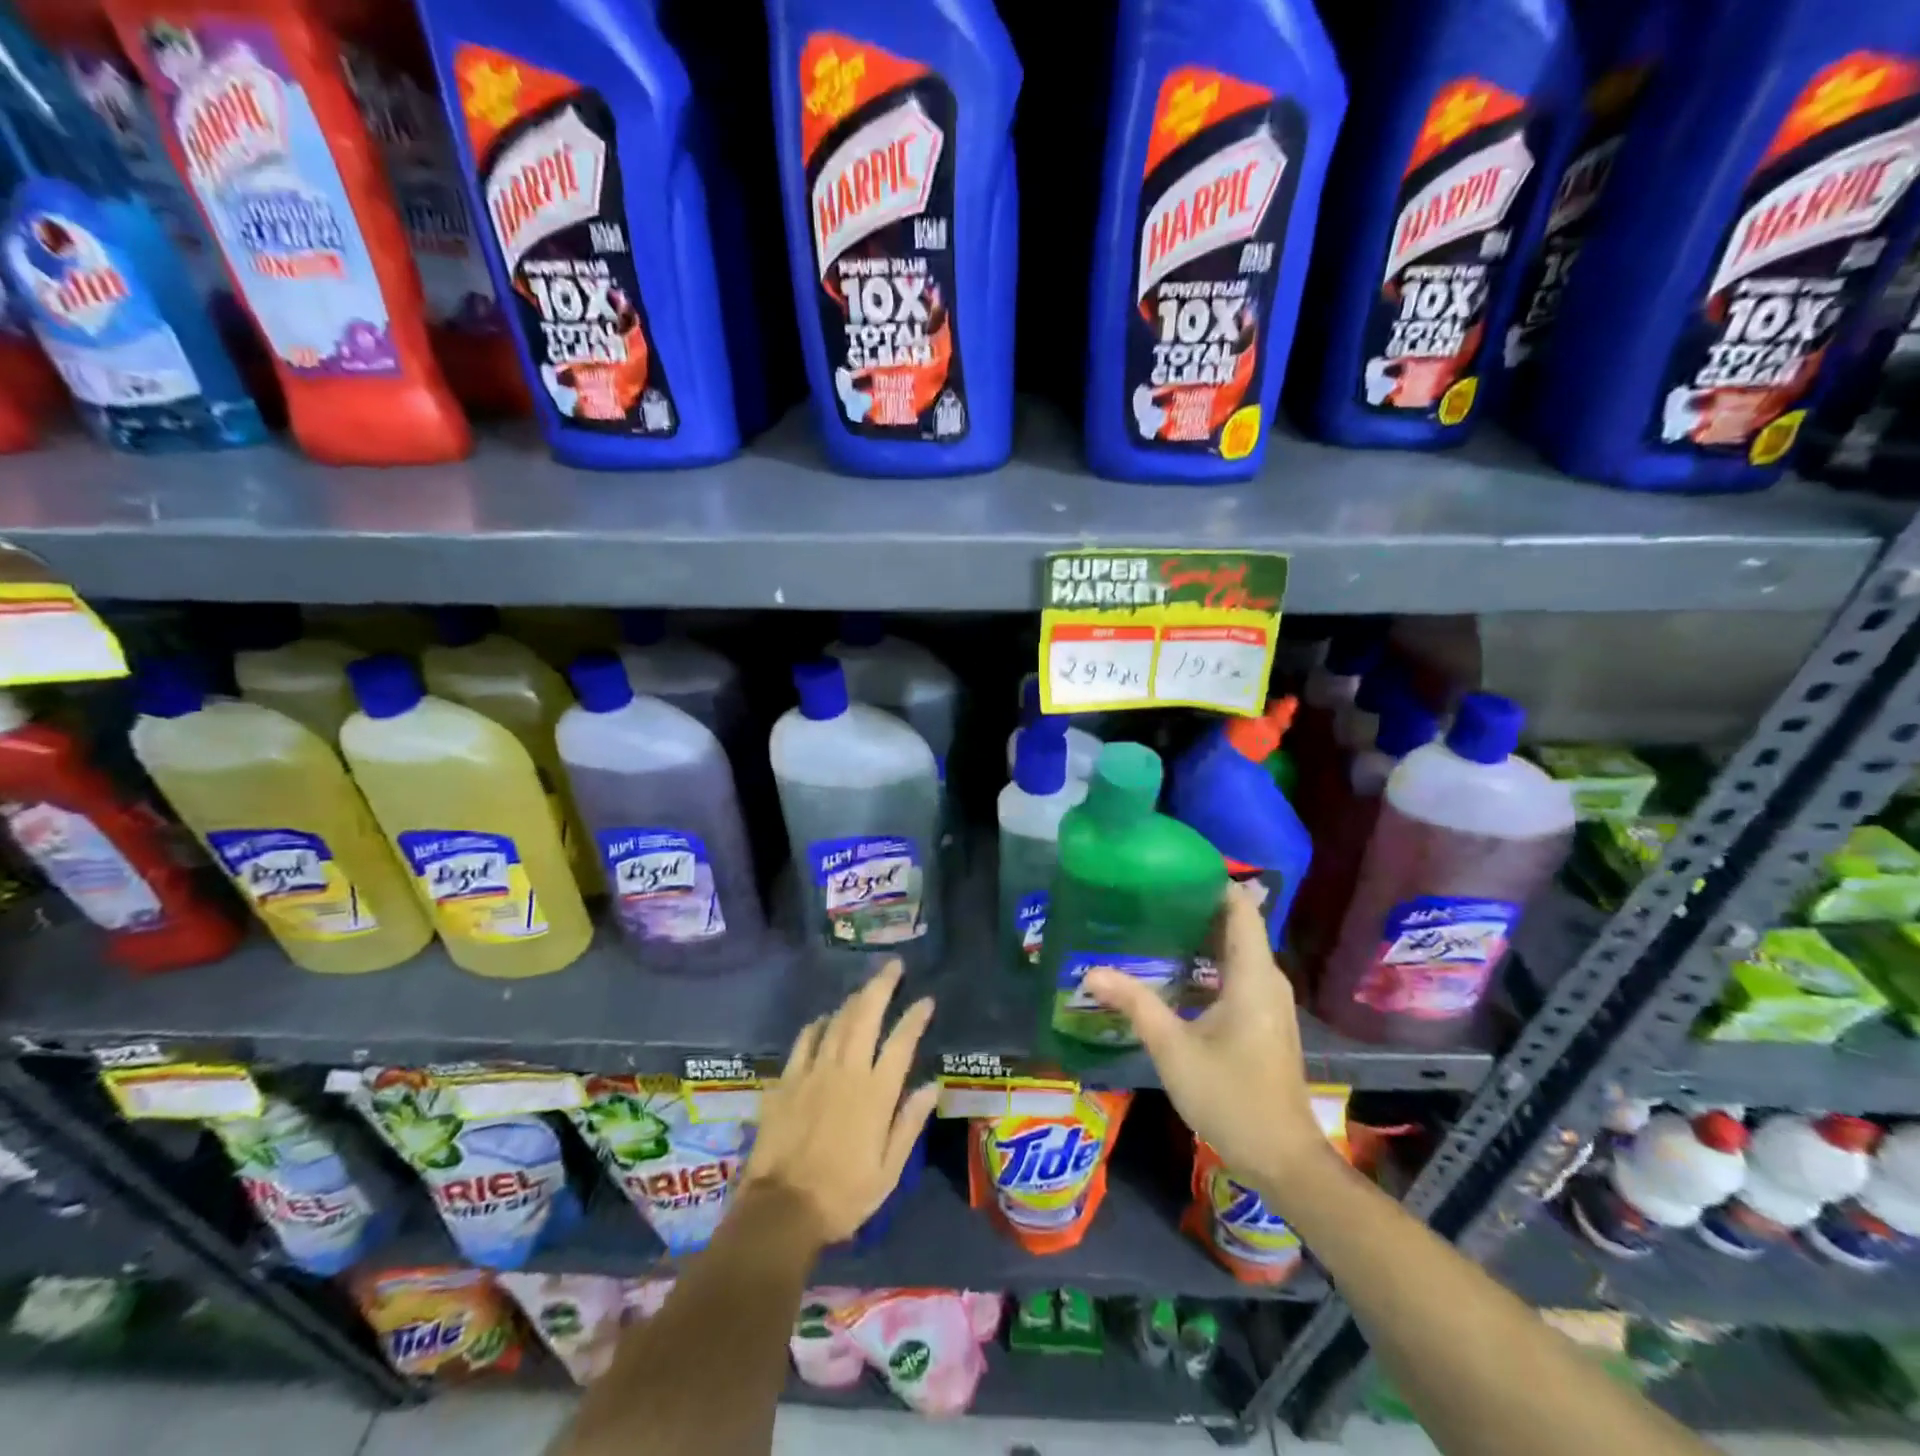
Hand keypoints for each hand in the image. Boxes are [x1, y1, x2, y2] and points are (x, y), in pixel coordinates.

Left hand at [741, 960, 938, 1246]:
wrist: (781, 1210)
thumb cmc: (843, 1196)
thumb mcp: (888, 1171)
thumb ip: (909, 1123)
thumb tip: (932, 1085)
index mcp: (876, 1093)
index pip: (901, 1042)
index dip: (915, 1017)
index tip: (926, 1000)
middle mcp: (847, 1071)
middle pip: (866, 1014)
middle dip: (882, 985)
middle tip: (894, 965)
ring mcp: (814, 1071)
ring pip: (837, 1021)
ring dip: (854, 999)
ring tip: (866, 987)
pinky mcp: (787, 1079)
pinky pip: (805, 1039)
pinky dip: (819, 1024)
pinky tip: (825, 1019)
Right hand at [1083, 884, 1328, 1188]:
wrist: (1283, 1158)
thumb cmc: (1231, 1096)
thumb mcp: (1174, 1048)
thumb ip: (1135, 1004)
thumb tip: (1091, 971)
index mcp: (1253, 976)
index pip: (1241, 907)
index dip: (1212, 882)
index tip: (1171, 868)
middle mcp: (1267, 980)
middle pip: (1236, 925)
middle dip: (1196, 906)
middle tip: (1148, 895)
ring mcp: (1268, 1001)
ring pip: (1235, 951)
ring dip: (1199, 936)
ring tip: (1152, 924)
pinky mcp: (1263, 1019)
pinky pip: (1236, 973)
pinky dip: (1207, 962)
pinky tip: (1172, 970)